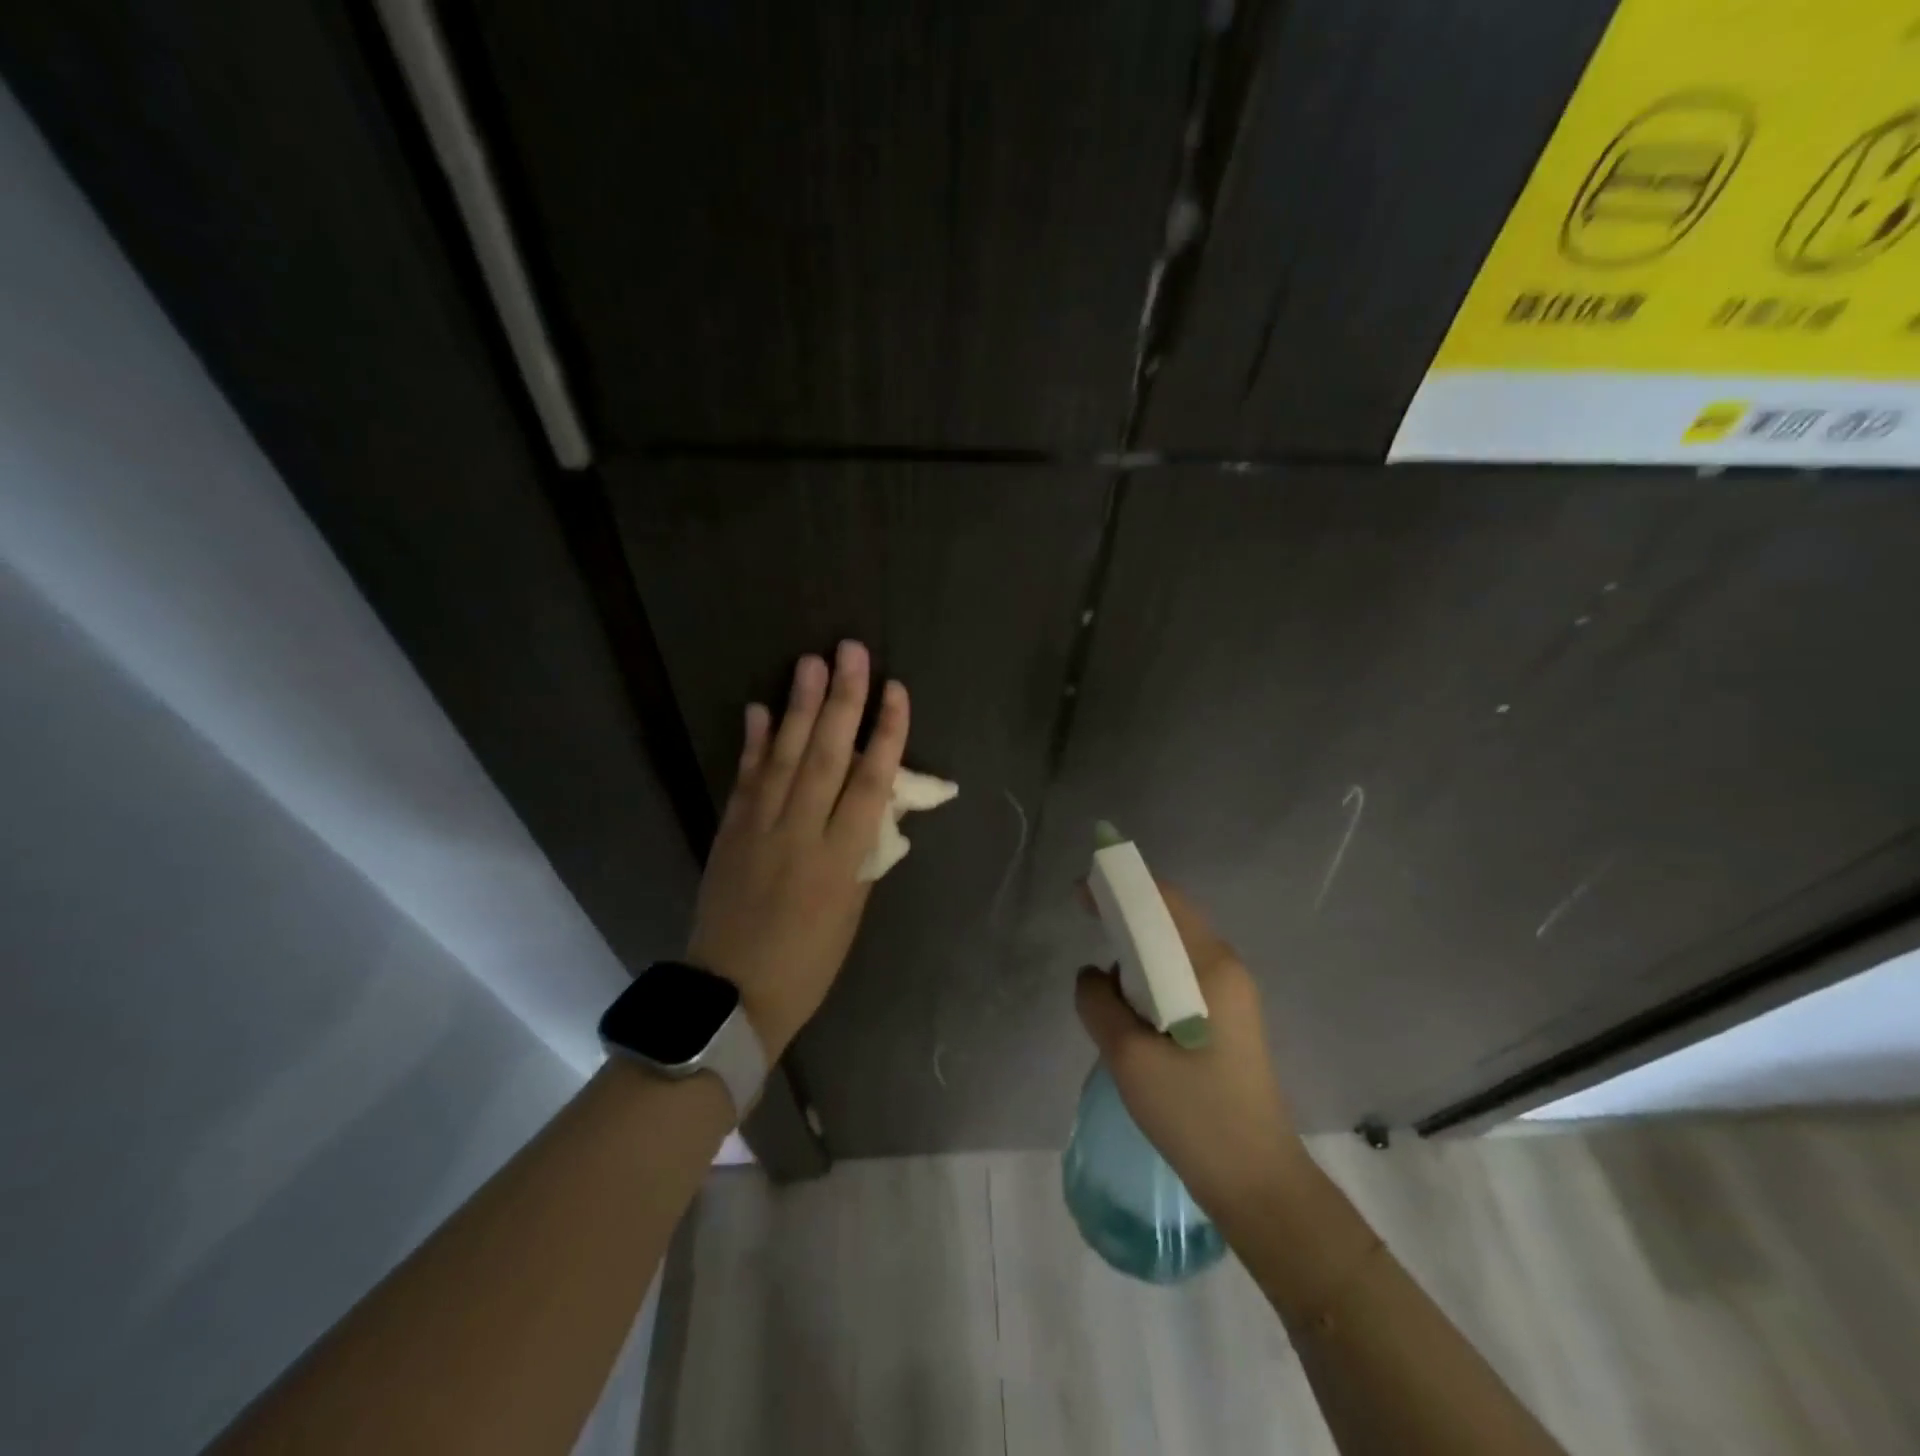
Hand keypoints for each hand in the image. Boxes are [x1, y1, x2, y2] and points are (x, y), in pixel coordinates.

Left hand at [688, 642, 909, 1057]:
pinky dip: (754, 743)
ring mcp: (759, 829)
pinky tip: (761, 709)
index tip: (896, 691)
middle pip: (828, 756)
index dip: (887, 734)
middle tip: (850, 651)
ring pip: (785, 758)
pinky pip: (745, 779)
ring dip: (799, 707)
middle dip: (843, 700)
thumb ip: (862, 855)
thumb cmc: (808, 963)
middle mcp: (801, 834)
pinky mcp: (729, 832)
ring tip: (811, 662)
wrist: (731, 996)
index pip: (870, 783)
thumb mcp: (851, 913)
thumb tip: (873, 807)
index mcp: (841, 860)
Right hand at [1074, 885, 1305, 1222]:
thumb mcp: (1129, 1057)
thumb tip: (1092, 976)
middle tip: (1086, 924)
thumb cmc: (1195, 1114)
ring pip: (1174, 951)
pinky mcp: (1228, 1021)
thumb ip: (1098, 1003)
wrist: (1257, 1183)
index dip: (1121, 887)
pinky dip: (1150, 978)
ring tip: (1106, 981)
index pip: (1164, 901)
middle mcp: (1226, 969)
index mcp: (1211, 967)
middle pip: (1171, 920)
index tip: (1081, 892)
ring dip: (1137, 952)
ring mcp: (1232, 996)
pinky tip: (1130, 1010)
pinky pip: (1182, 978)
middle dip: (1126, 915)